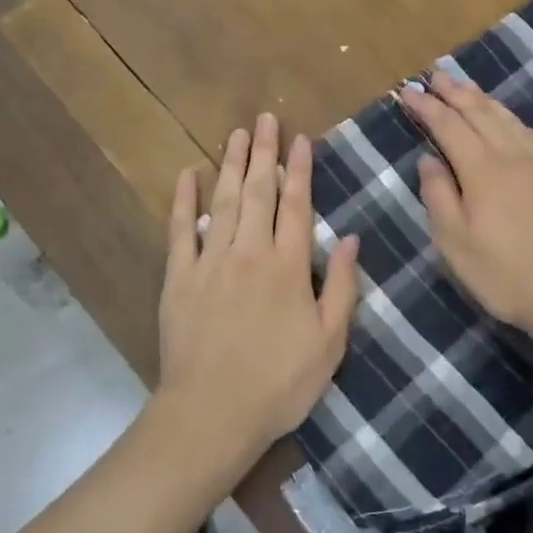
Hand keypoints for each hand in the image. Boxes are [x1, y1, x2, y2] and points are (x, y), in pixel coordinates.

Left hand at [155, 113, 361, 473]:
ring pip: (224, 201)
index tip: (300, 138)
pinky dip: (184, 200)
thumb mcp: (329, 342)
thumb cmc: (280, 383)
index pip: (296, 205)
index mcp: (288, 266)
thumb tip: (352, 238)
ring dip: (231, 164)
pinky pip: (182, 230)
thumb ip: (341, 286)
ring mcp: (211, 261)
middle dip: (264, 152)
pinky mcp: (180, 277)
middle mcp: (250, 252)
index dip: (299, 169)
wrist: (212, 413)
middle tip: (265, 119)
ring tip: (236, 134)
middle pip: (259, 191)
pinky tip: (187, 175)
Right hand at [404, 70, 532, 338]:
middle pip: (480, 114)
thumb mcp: (455, 243)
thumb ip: (439, 196)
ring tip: (469, 89)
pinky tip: (521, 128)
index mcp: (481, 169)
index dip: (427, 107)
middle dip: (455, 93)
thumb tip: (428, 160)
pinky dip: (524, 127)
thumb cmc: (505, 274)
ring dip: (486, 102)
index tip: (408, 91)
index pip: (448, 126)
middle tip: (436, 77)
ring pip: (511, 121)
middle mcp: (512, 157)